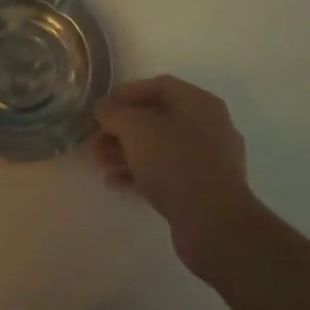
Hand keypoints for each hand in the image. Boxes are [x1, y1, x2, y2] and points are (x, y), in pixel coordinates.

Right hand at [93, 75, 262, 270]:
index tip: (101, 110)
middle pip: (157, 119)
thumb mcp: (136, 129)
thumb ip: (115, 113)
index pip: (159, 86)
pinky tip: (116, 182)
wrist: (213, 222)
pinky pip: (167, 173)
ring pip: (160, 148)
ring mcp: (209, 160)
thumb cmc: (175, 162)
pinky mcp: (203, 190)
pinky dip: (141, 174)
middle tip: (96, 143)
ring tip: (101, 166)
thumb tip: (104, 110)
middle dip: (122, 130)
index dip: (126, 94)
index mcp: (199, 103)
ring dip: (127, 153)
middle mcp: (208, 126)